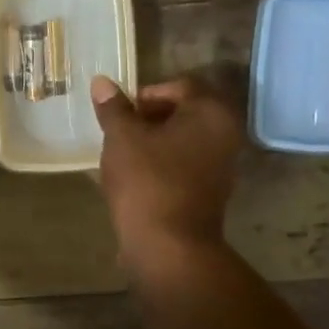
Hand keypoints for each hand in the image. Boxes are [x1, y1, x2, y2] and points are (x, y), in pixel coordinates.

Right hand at [90, 74, 242, 269]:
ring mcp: (222, 165)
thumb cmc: (147, 181)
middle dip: (150, 118)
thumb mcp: (122, 138)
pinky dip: (163, 163)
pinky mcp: (212, 191)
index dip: (146, 95)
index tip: (122, 113)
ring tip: (124, 154)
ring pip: (184, 139)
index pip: (180, 86)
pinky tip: (137, 176)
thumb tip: (102, 82)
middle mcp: (226, 134)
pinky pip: (185, 163)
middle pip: (184, 112)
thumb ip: (113, 108)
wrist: (169, 246)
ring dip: (155, 141)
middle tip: (120, 132)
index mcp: (211, 113)